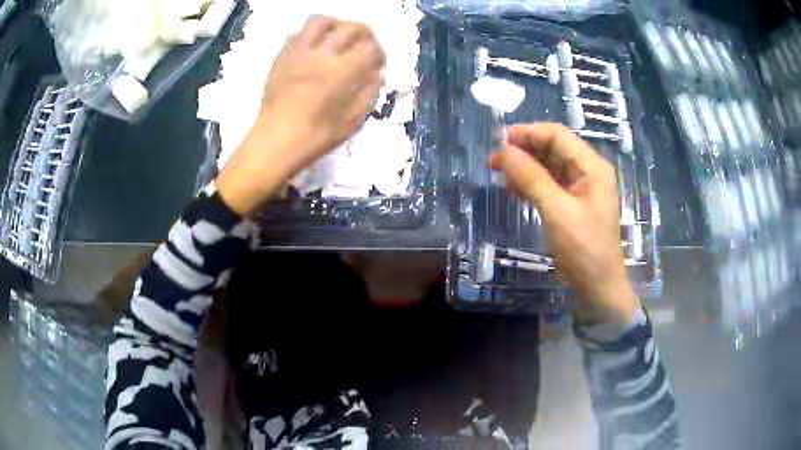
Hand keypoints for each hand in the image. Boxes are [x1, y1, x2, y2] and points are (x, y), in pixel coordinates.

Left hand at [217, 16, 384, 216]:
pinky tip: (314, 49)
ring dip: (336, 24)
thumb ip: (368, 94)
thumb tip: (377, 74)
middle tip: (365, 47)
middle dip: (366, 34)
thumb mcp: (351, 123)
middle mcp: (321, 54)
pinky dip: (311, 35)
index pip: (370, 48)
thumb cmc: (314, 138)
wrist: (273, 143)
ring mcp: (298, 53)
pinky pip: (297, 34)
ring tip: (338, 37)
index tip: (378, 65)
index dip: (380, 54)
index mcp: (340, 73)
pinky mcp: (281, 57)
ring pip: (320, 21)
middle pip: (351, 27)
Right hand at [490, 123, 639, 324]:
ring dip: (524, 167)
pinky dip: (530, 183)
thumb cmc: (584, 249)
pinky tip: (513, 188)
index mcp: (592, 166)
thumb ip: (531, 177)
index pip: (557, 136)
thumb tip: (503, 150)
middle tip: (493, 160)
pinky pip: (549, 184)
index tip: (498, 140)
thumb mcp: (557, 211)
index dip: (528, 133)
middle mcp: (588, 171)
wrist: (598, 287)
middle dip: (523, 150)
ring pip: (548, 166)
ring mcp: (580, 188)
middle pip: (553, 149)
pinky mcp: (572, 204)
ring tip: (498, 173)